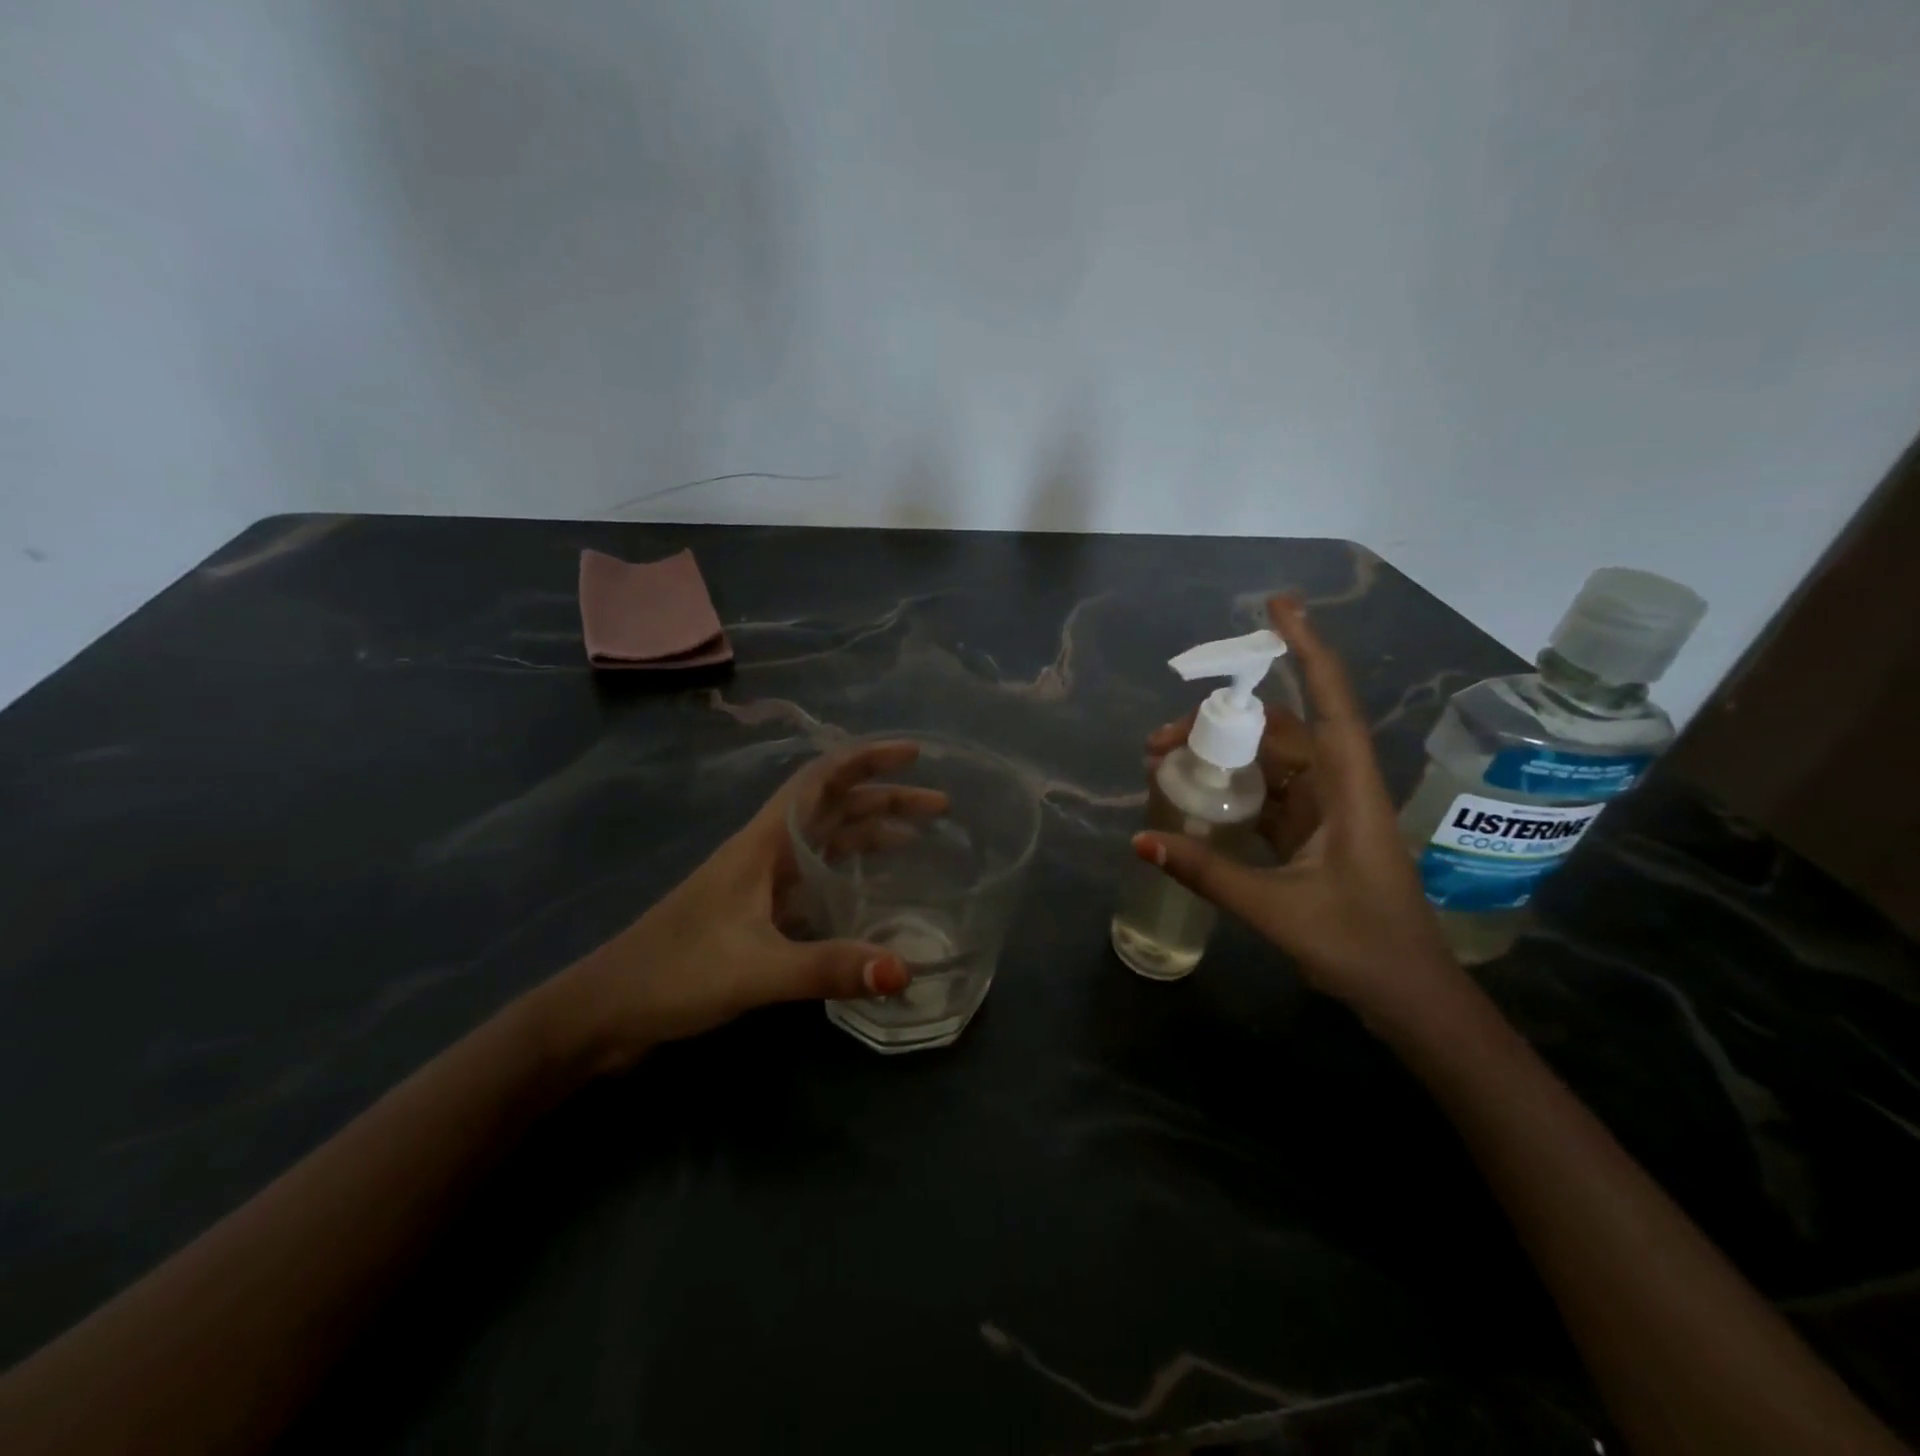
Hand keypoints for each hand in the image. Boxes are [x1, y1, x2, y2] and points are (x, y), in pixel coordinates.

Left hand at [540, 742, 942, 1070]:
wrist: (605, 1011)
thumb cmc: (673, 974)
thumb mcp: (754, 970)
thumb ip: (828, 968)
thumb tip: (905, 969)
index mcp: (762, 843)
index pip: (820, 780)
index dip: (866, 759)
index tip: (914, 754)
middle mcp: (765, 852)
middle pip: (833, 807)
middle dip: (885, 798)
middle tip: (939, 805)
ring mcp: (760, 882)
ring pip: (826, 841)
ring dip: (870, 832)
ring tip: (918, 838)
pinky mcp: (757, 913)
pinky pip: (816, 877)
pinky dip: (850, 871)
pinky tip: (873, 889)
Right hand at [1133, 596, 1464, 1027]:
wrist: (1410, 997)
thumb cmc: (1361, 946)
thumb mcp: (1276, 908)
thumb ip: (1206, 872)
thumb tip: (1138, 839)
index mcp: (1349, 788)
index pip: (1329, 701)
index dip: (1306, 648)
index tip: (1277, 606)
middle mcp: (1339, 786)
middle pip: (1280, 730)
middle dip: (1220, 721)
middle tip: (1158, 740)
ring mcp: (1326, 809)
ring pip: (1269, 760)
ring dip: (1222, 753)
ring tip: (1164, 761)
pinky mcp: (1312, 833)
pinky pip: (1267, 792)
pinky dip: (1231, 786)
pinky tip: (1195, 791)